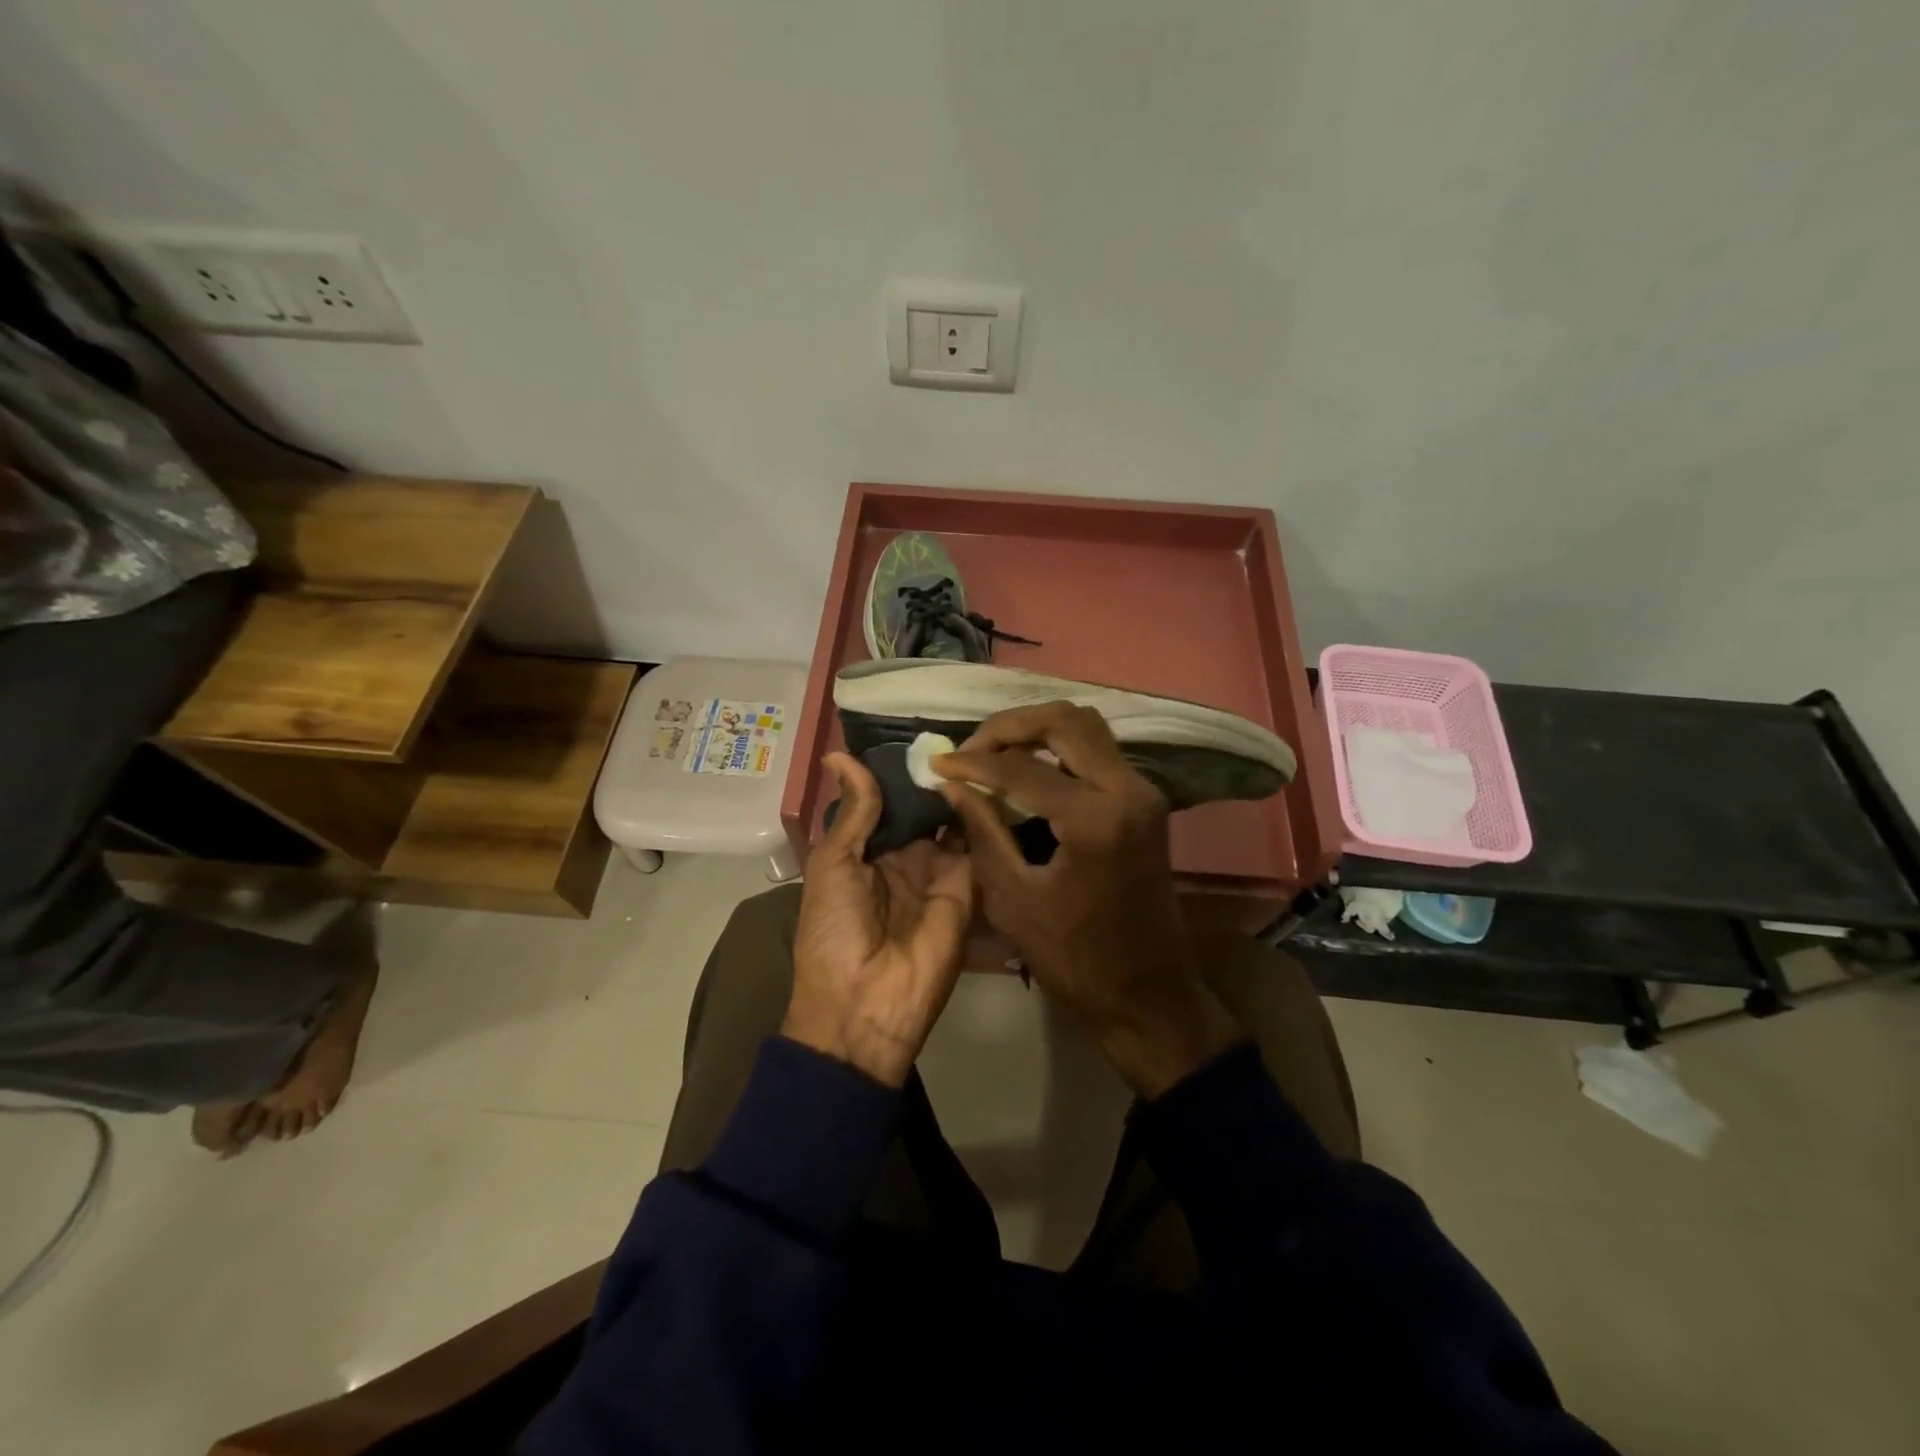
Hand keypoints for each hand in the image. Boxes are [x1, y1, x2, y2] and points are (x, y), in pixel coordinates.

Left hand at [784, 752, 972, 1086]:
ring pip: (954, 821)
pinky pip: (977, 847)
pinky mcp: (968, 888)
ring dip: (962, 790)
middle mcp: (905, 857)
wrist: (864, 1006)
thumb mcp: (832, 864)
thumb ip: (853, 812)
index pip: (888, 801)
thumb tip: (840, 754)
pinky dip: (982, 816)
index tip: (919, 728)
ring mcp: (939, 872)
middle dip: (936, 775)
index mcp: (866, 851)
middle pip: (924, 807)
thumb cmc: (834, 931)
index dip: (901, 770)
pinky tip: (992, 778)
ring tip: (980, 743)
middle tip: (958, 728)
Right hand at [934, 704, 1237, 1098]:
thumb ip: (982, 830)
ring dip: (1036, 730)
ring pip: (1086, 727)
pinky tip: (1026, 769)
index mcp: (1095, 819)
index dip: (973, 762)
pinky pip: (1098, 751)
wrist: (1148, 994)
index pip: (1022, 767)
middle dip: (1009, 726)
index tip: (937, 764)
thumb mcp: (1014, 899)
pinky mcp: (1145, 801)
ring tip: (993, 753)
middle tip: (970, 749)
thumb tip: (951, 784)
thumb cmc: (1075, 959)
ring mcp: (1143, 792)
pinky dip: (1059, 747)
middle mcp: (1128, 790)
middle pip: (1064, 720)